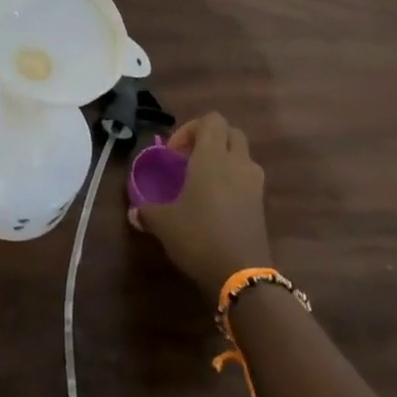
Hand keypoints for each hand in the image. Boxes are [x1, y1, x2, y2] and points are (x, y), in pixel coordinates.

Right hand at [130, 113, 272, 299]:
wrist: (242, 277)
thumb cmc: (199, 236)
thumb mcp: (163, 223)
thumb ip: (147, 211)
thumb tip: (135, 212)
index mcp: (212, 156)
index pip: (211, 120)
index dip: (190, 129)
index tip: (174, 154)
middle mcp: (237, 163)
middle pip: (230, 132)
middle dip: (210, 139)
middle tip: (189, 159)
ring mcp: (254, 185)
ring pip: (242, 155)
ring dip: (225, 159)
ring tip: (203, 181)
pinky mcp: (262, 206)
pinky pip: (247, 179)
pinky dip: (234, 181)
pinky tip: (216, 204)